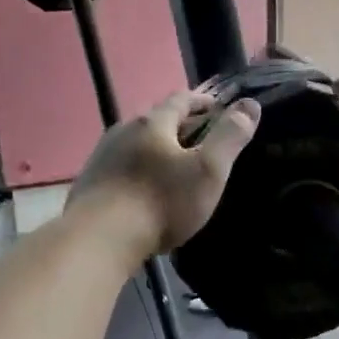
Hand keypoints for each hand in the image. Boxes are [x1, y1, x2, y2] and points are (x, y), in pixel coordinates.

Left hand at [67, 90, 261, 261]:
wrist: (99, 238)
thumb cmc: (160, 202)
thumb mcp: (207, 170)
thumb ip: (229, 136)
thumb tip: (249, 104)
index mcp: (152, 122)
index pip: (180, 99)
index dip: (201, 101)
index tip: (217, 108)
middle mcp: (122, 130)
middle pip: (154, 119)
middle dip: (177, 125)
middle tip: (198, 139)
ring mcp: (101, 155)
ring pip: (134, 143)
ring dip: (153, 148)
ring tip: (171, 165)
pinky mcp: (89, 181)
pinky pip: (119, 166)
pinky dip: (135, 169)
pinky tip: (141, 188)